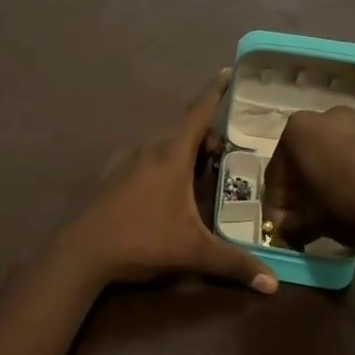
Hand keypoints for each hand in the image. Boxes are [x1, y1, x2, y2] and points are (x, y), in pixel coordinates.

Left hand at [46, 70, 277, 296]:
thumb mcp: (193, 252)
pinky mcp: (111, 175)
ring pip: (164, 147)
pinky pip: (146, 159)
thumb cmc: (142, 240)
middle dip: (209, 139)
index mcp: (171, 155)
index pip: (199, 113)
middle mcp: (149, 149)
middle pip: (185, 132)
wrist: (83, 253)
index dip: (215, 92)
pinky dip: (163, 164)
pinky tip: (166, 192)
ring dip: (185, 154)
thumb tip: (272, 284)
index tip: (227, 70)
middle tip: (228, 158)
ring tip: (202, 176)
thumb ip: (234, 264)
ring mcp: (126, 160)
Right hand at [263, 106, 354, 248]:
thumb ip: (292, 226)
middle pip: (311, 152)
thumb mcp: (314, 223)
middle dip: (308, 182)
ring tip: (351, 201)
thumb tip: (284, 232)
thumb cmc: (353, 205)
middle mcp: (331, 115)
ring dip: (342, 170)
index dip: (278, 201)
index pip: (278, 170)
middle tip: (312, 212)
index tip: (283, 224)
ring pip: (346, 147)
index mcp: (300, 130)